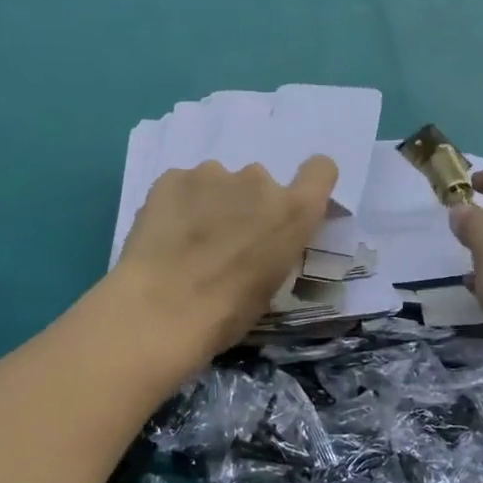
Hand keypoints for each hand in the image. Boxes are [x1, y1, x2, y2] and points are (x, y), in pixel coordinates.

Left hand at [112, 156, 338, 364]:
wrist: (161, 309)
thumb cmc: (227, 312)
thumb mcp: (272, 283)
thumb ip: (275, 246)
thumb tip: (260, 241)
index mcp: (293, 211)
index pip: (321, 170)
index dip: (307, 183)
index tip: (288, 206)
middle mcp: (258, 179)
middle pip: (259, 183)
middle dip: (246, 205)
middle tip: (223, 241)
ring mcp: (212, 173)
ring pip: (217, 183)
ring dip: (210, 202)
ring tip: (186, 240)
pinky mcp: (171, 176)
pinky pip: (182, 185)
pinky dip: (177, 204)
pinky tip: (163, 235)